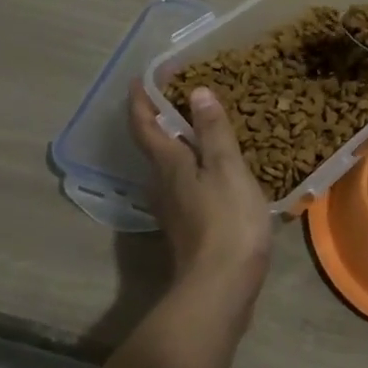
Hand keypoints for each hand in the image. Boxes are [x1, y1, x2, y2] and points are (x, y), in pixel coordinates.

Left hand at [126, 80, 272, 290]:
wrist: (220, 289)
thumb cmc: (226, 221)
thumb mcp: (226, 168)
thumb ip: (212, 131)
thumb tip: (197, 92)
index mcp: (169, 164)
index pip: (145, 124)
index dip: (140, 99)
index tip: (141, 77)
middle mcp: (162, 183)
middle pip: (153, 144)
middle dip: (160, 116)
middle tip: (180, 92)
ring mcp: (173, 208)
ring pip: (168, 165)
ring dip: (177, 141)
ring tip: (200, 123)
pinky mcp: (187, 226)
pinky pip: (184, 183)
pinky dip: (193, 164)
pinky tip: (213, 167)